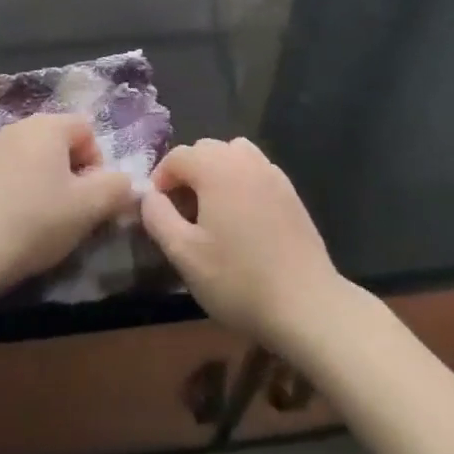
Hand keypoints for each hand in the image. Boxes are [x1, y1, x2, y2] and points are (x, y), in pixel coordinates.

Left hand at [0, 114, 137, 300]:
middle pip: (58, 142)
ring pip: (31, 158)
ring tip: (40, 220)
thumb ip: (117, 188)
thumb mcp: (88, 209)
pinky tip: (11, 222)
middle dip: (70, 173)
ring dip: (43, 181)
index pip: (87, 130)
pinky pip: (6, 173)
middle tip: (69, 211)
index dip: (97, 164)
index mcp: (48, 126)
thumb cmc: (34, 222)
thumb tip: (126, 182)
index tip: (90, 199)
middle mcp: (18, 126)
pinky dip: (15, 190)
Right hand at [140, 137, 348, 347]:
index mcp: (216, 167)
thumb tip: (148, 196)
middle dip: (187, 175)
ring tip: (211, 212)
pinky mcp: (290, 191)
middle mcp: (244, 159)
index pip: (177, 156)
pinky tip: (242, 221)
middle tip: (181, 215)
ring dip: (215, 174)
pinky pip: (255, 172)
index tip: (157, 213)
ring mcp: (271, 172)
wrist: (305, 303)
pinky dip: (240, 183)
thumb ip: (158, 217)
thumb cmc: (238, 279)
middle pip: (205, 150)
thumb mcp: (184, 254)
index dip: (160, 180)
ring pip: (233, 156)